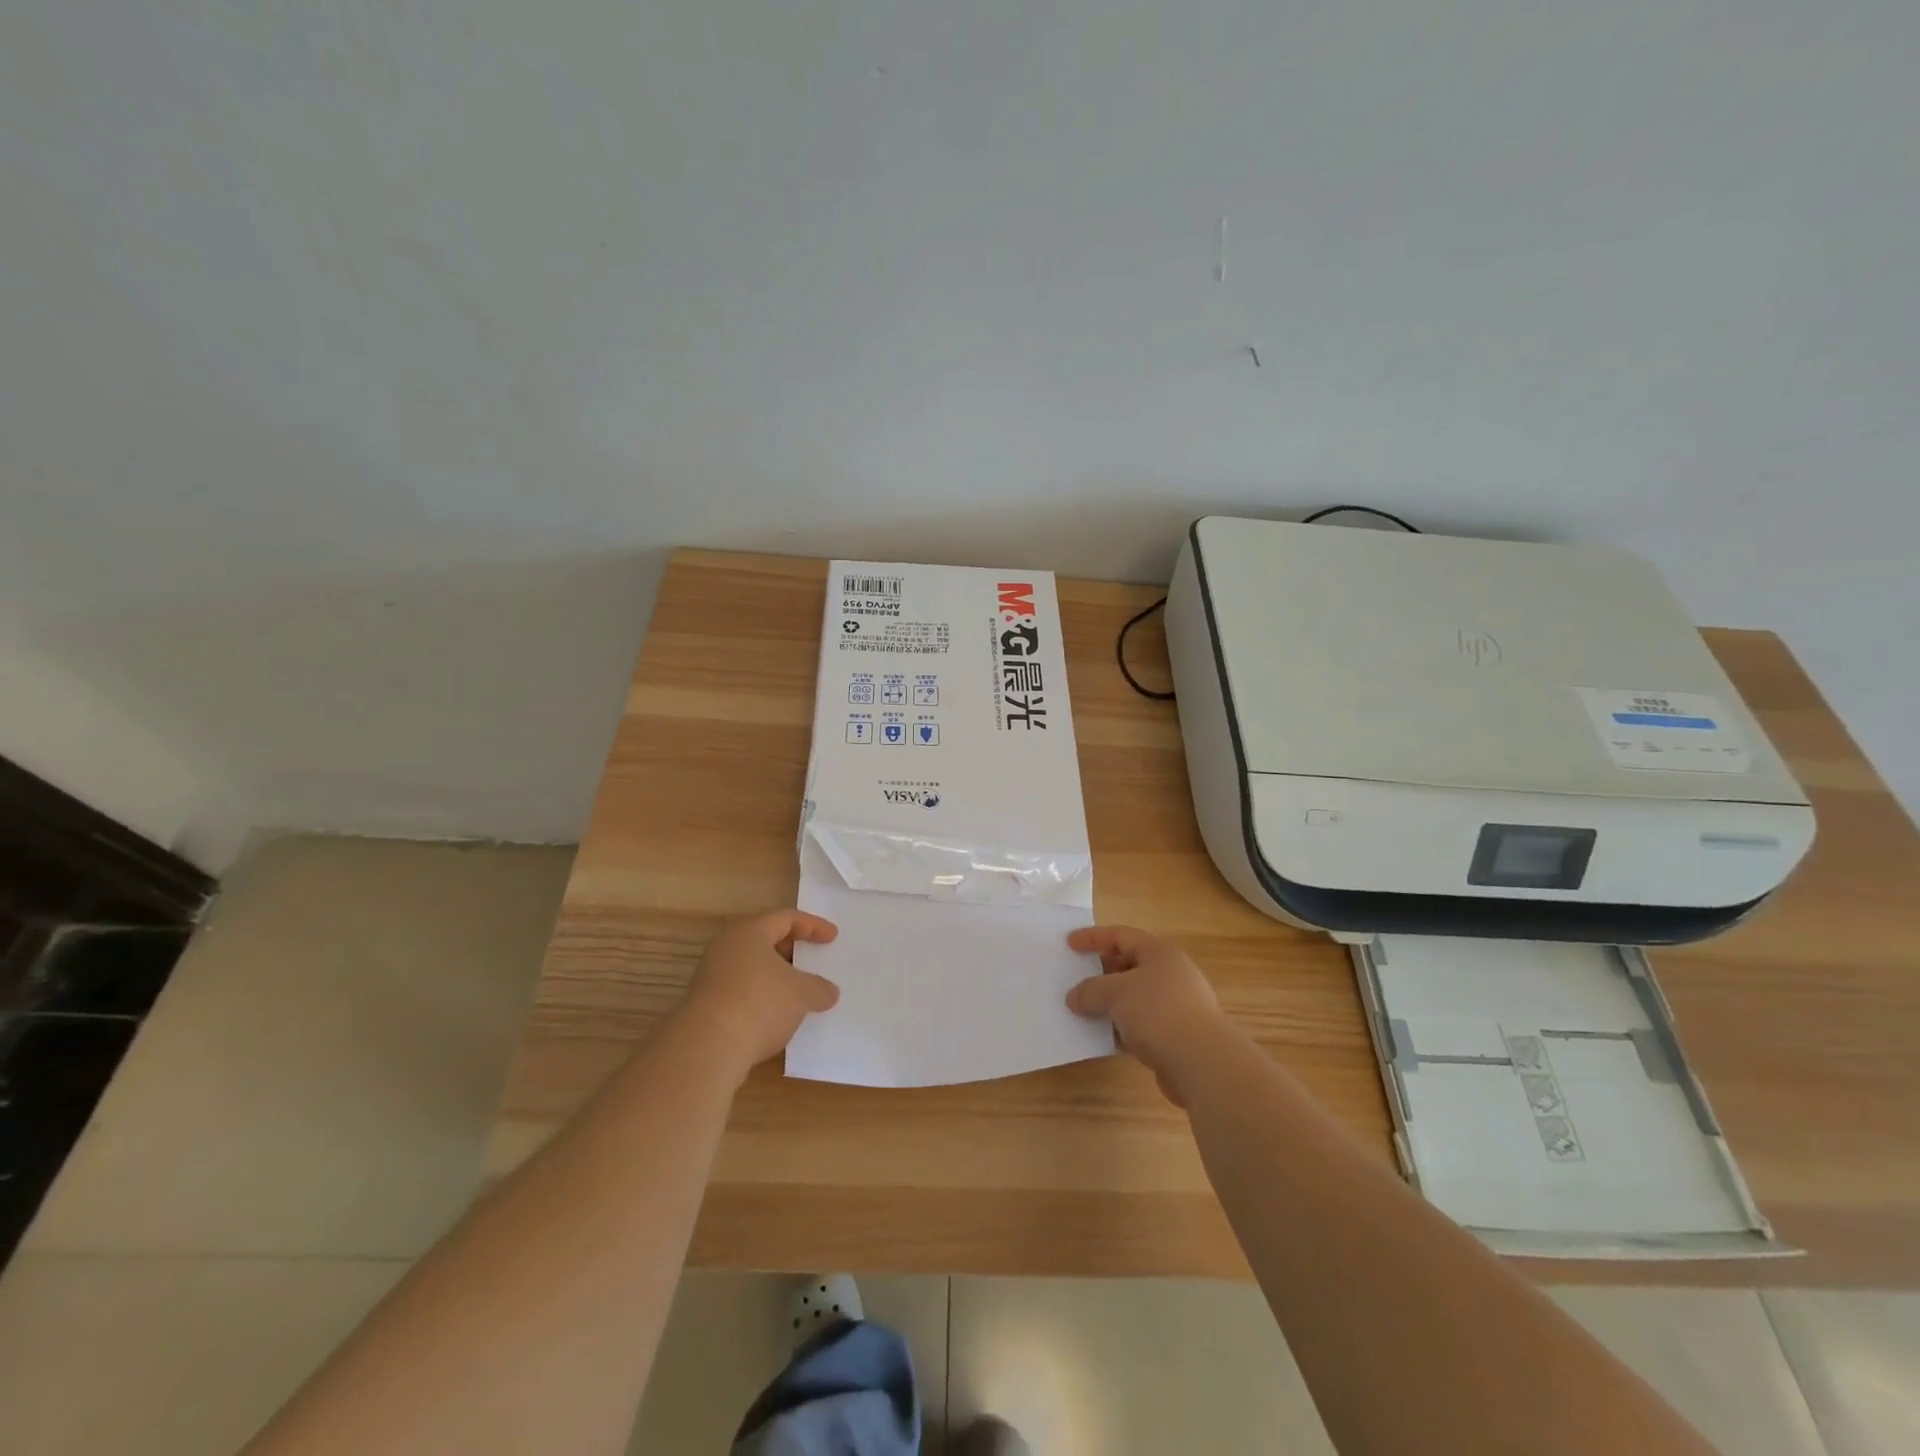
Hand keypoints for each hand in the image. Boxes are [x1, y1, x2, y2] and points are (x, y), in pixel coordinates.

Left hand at [679, 909, 840, 1074]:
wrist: (707, 1047)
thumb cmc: (760, 1003)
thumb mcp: (802, 994)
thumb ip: (819, 988)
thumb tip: (828, 992)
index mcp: (750, 931)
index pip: (786, 917)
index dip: (813, 926)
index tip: (833, 937)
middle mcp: (727, 946)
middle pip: (765, 938)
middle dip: (791, 948)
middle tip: (812, 958)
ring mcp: (712, 975)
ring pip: (752, 966)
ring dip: (776, 975)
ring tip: (798, 990)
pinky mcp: (706, 1003)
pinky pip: (742, 989)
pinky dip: (762, 995)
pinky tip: (776, 1015)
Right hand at [1065, 925, 1229, 1104]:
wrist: (1202, 1063)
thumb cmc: (1158, 1012)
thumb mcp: (1115, 993)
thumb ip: (1090, 990)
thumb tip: (1074, 997)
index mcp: (1159, 953)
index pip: (1121, 936)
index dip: (1093, 937)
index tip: (1069, 943)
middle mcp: (1170, 974)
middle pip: (1129, 965)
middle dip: (1100, 972)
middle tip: (1074, 978)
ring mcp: (1175, 1006)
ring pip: (1134, 998)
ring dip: (1109, 1004)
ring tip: (1082, 1010)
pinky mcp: (1175, 1036)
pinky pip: (1140, 1025)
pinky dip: (1121, 1028)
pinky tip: (1102, 1037)